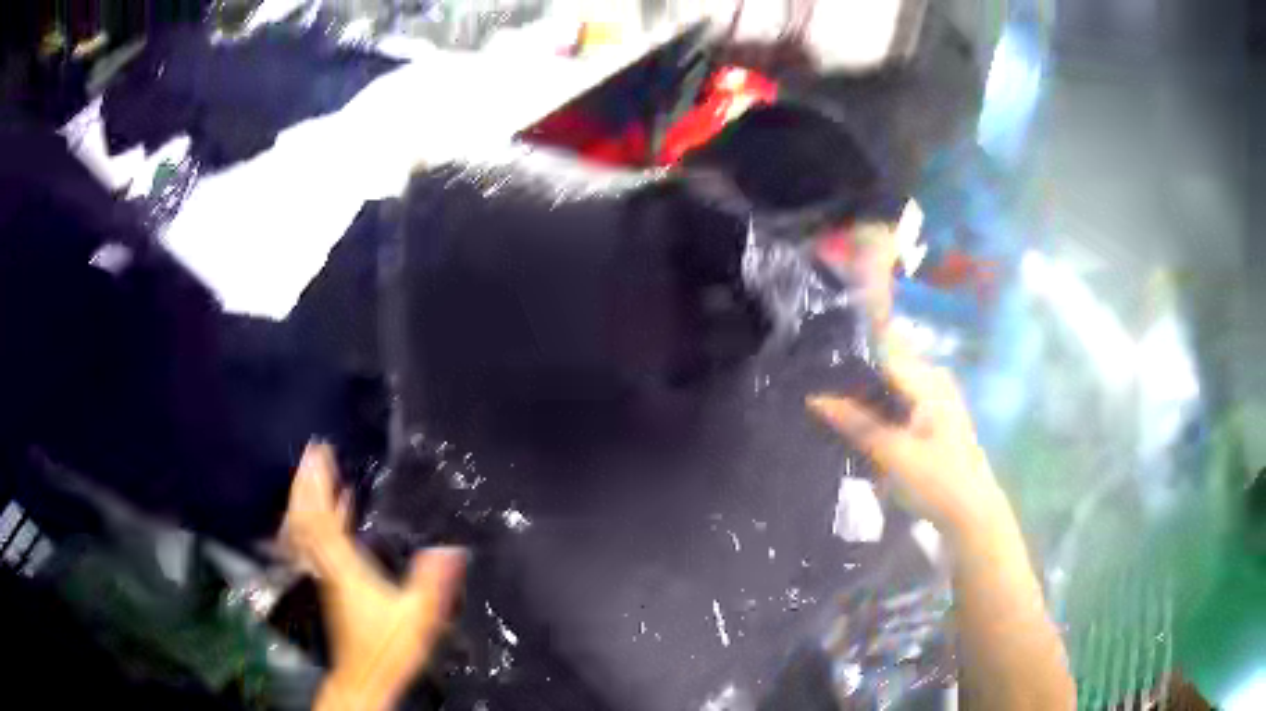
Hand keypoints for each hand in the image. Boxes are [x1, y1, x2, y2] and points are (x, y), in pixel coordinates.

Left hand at [282, 442, 466, 710]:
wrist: (365, 674)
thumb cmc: (389, 645)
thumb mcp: (418, 616)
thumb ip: (433, 582)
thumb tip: (451, 548)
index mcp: (345, 566)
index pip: (325, 518)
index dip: (321, 484)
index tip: (321, 454)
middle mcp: (328, 564)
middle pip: (308, 517)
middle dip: (308, 482)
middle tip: (311, 451)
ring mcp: (325, 573)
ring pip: (307, 528)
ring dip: (308, 497)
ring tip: (313, 470)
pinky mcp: (329, 581)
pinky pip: (317, 543)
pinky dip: (322, 520)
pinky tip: (336, 508)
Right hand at [807, 328, 1009, 541]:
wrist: (970, 514)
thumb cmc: (935, 481)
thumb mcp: (892, 453)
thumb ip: (856, 423)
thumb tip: (816, 398)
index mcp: (929, 381)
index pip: (884, 351)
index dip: (851, 355)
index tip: (818, 362)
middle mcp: (936, 382)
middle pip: (890, 368)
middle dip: (858, 376)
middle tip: (822, 389)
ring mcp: (940, 401)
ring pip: (896, 386)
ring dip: (869, 395)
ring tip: (833, 404)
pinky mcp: (938, 420)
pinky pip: (905, 402)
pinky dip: (883, 409)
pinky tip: (864, 423)